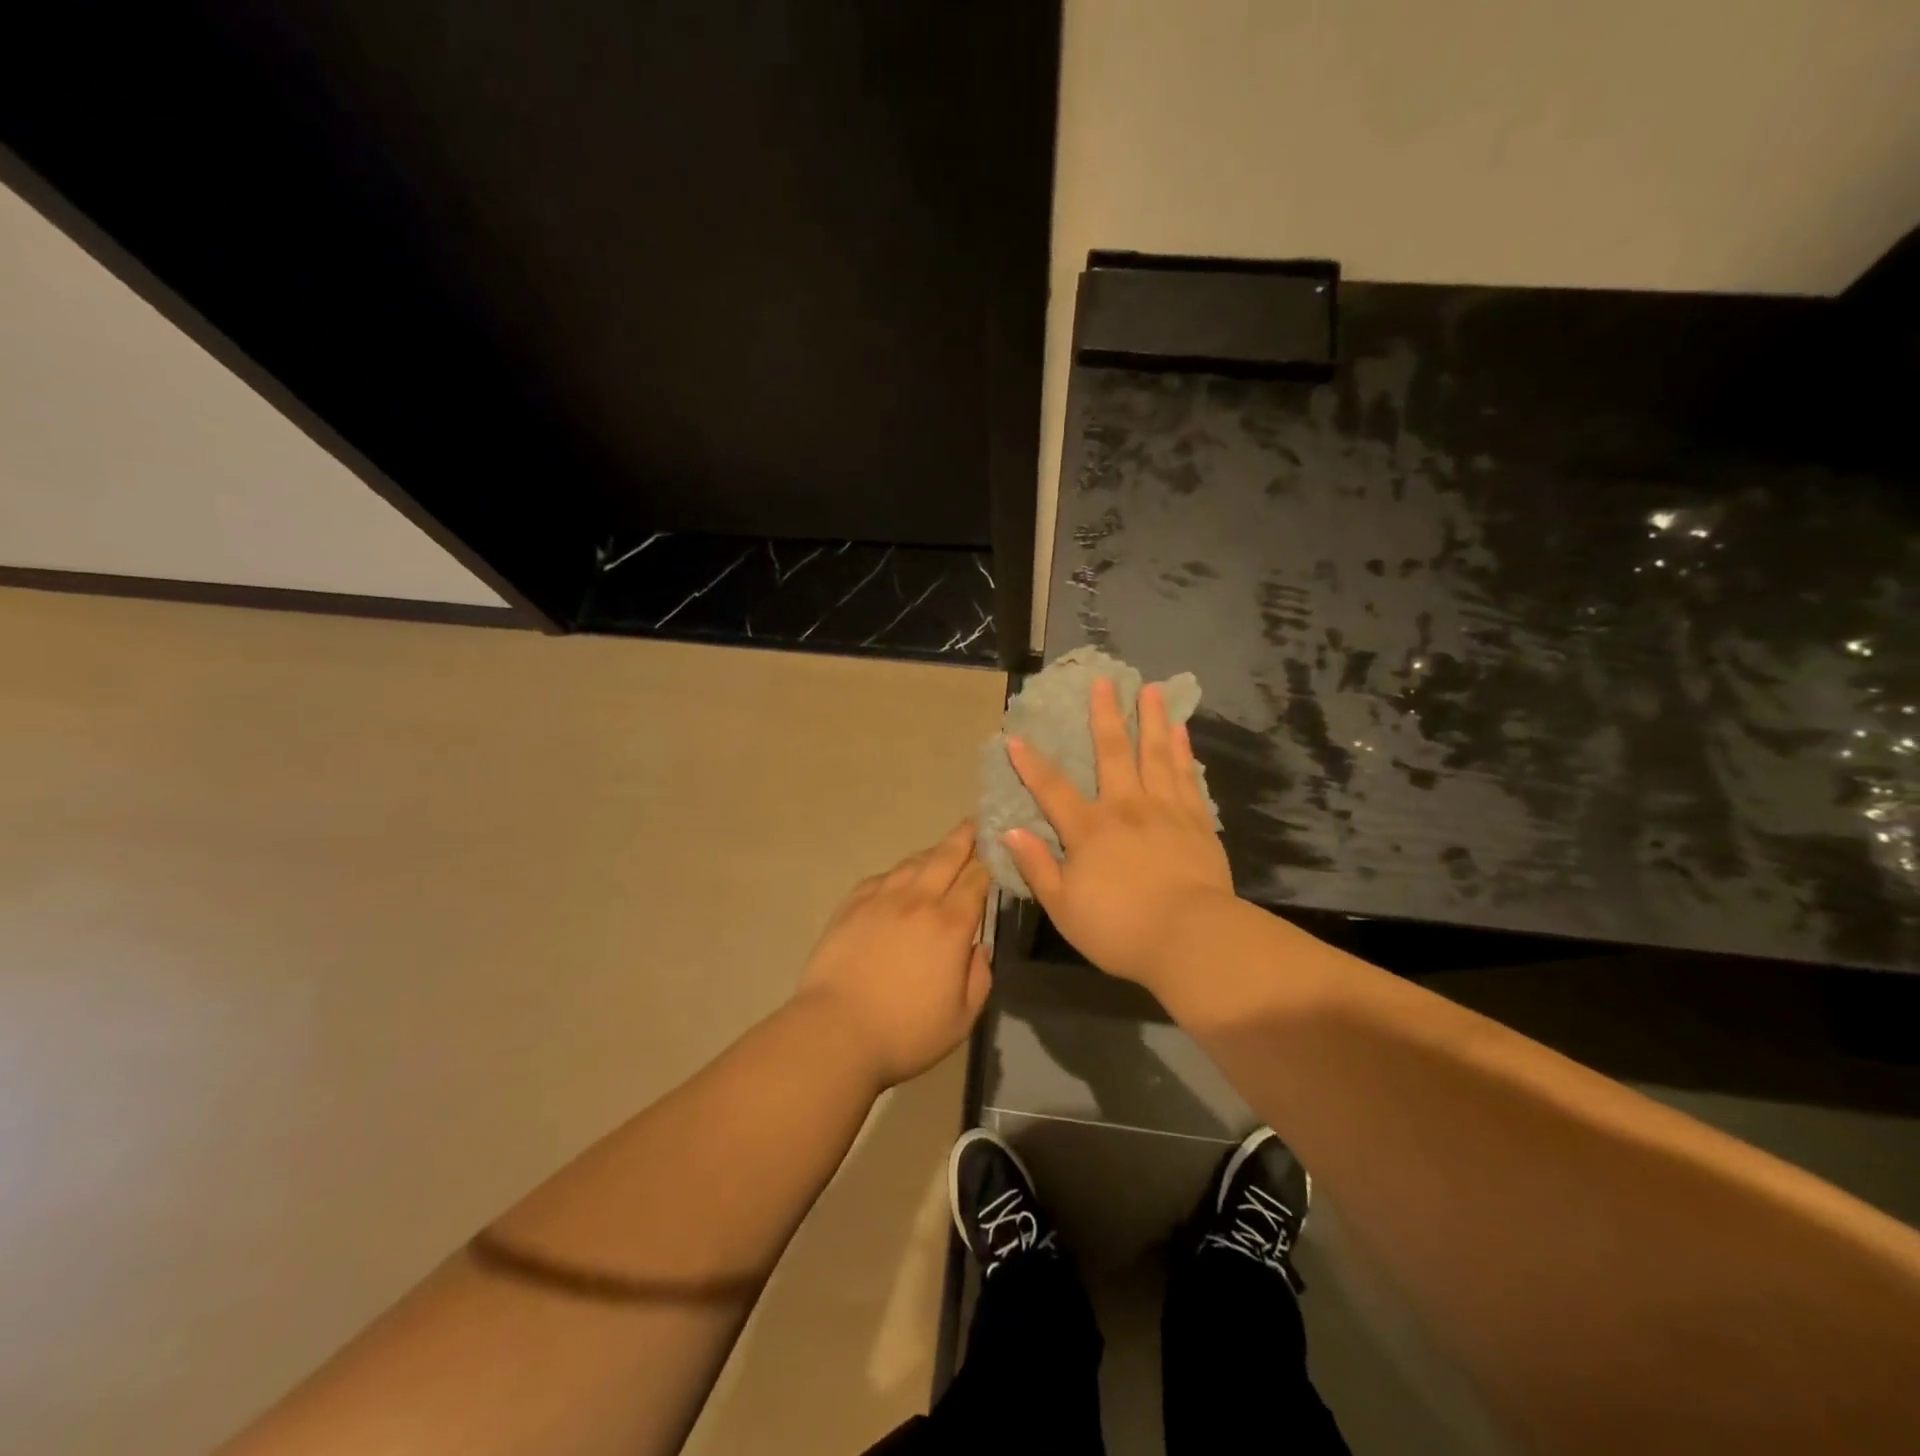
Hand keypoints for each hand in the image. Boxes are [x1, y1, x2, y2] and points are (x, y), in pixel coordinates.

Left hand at [795, 821, 992, 1088]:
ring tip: (941, 850)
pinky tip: (900, 878)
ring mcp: (881, 898)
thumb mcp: (962, 1018)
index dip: (990, 861)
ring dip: (932, 853)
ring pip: (913, 863)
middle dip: (964, 837)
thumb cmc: (906, 1032)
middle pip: (946, 856)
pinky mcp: (852, 905)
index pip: (977, 879)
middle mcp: (918, 900)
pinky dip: (898, 873)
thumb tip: (978, 947)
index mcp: (950, 924)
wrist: (835, 1031)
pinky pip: (882, 877)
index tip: (998, 848)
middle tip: (974, 823)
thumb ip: (979, 977)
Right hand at [1002, 678, 1234, 987]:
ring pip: (1156, 754)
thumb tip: (1009, 831)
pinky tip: (1181, 732)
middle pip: (1112, 752)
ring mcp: (1165, 810)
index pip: (1051, 789)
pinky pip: (1187, 776)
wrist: (1190, 938)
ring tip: (1151, 690)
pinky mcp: (1196, 821)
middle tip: (1104, 681)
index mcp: (1089, 829)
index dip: (1030, 763)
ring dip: (1151, 720)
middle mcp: (1126, 807)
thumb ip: (1037, 866)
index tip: (1015, 736)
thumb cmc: (1119, 928)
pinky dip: (1183, 751)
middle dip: (1105, 715)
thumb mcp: (1064, 907)